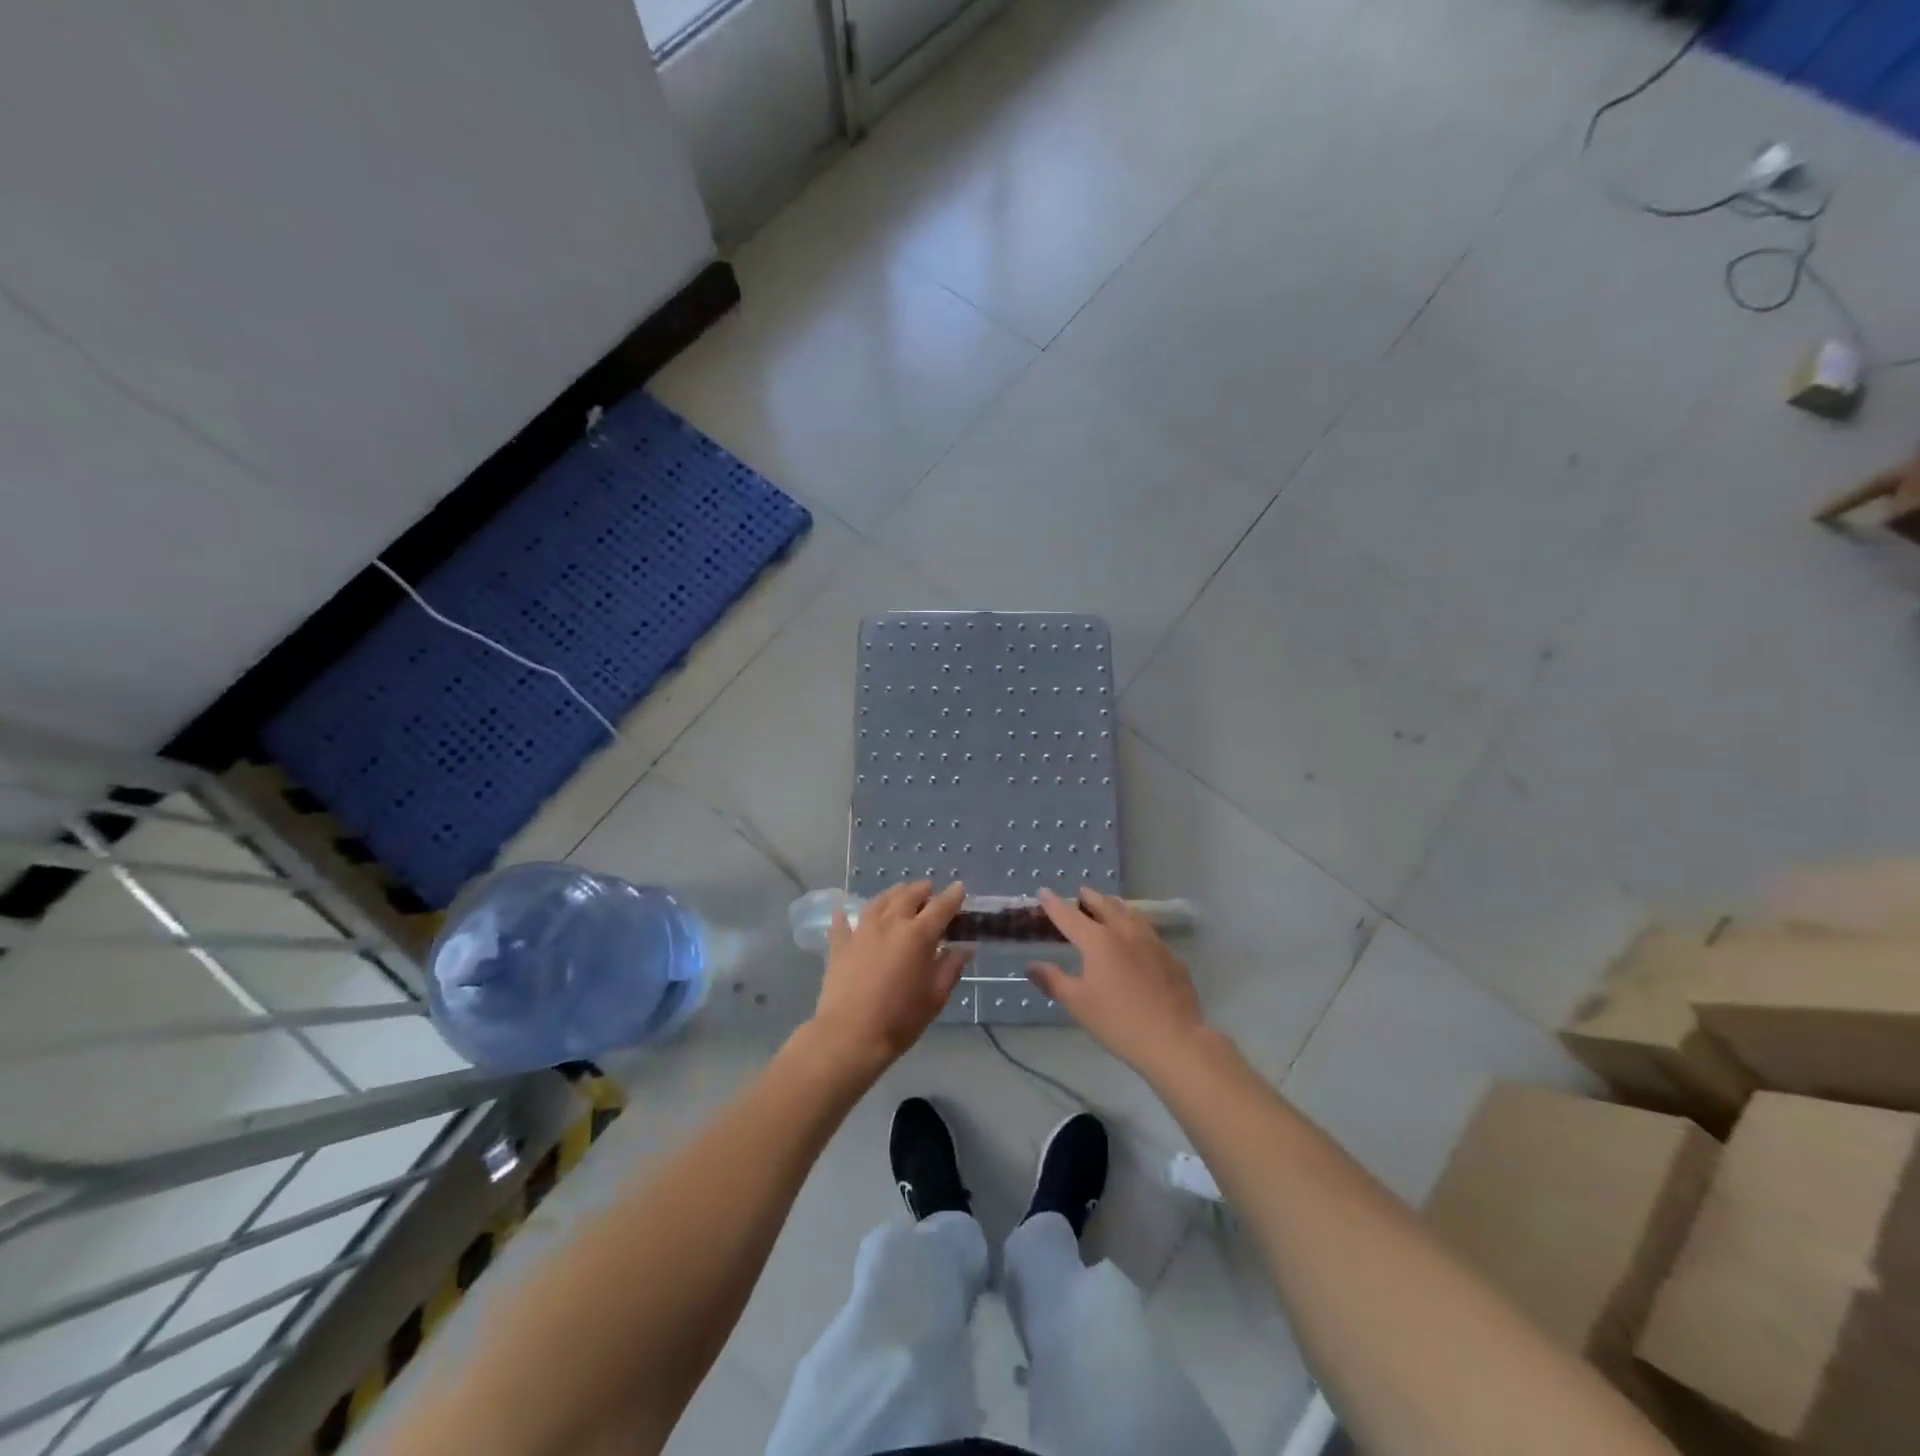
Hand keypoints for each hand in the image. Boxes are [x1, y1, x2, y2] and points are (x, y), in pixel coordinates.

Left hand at [809, 881, 968, 1074]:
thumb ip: (951, 968)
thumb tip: (963, 949)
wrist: (850, 1035)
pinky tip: (845, 913)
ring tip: (899, 894)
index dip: (953, 896)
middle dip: (922, 890)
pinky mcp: (839, 944)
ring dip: (893, 894)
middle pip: (908, 895)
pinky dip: (847, 915)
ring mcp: (862, 930)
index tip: (959, 888)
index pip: (941, 907)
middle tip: (929, 892)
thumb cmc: (900, 1019)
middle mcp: (890, 923)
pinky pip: (843, 922)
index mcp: (918, 935)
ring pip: (879, 901)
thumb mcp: (935, 997)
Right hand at [1028, 887, 1207, 1073]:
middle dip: (1091, 898)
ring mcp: (1152, 943)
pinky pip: (1149, 932)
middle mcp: (1125, 933)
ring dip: (1116, 906)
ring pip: (1131, 915)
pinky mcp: (1170, 958)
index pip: (1070, 916)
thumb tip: (1031, 965)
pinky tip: (1138, 937)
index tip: (1044, 891)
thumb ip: (1053, 981)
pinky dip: (1136, 926)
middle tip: (1082, 892)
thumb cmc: (1118, 1021)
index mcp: (1098, 941)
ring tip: (1110, 904)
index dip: (1054, 904)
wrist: (1174, 1039)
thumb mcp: (1078, 1003)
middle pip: (1105, 907)